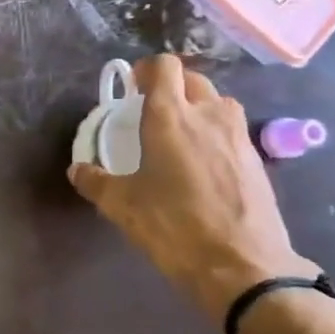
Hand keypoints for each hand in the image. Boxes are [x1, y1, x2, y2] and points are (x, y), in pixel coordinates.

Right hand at [69, 55, 314, 323]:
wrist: (243, 266)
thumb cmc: (174, 226)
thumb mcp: (122, 206)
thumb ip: (96, 182)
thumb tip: (78, 170)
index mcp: (170, 117)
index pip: (164, 66)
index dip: (146, 70)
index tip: (132, 89)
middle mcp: (208, 115)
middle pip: (192, 79)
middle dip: (171, 87)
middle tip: (151, 112)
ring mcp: (238, 135)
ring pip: (217, 102)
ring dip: (197, 107)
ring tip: (179, 135)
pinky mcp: (257, 159)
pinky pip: (231, 130)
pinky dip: (215, 134)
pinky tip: (202, 165)